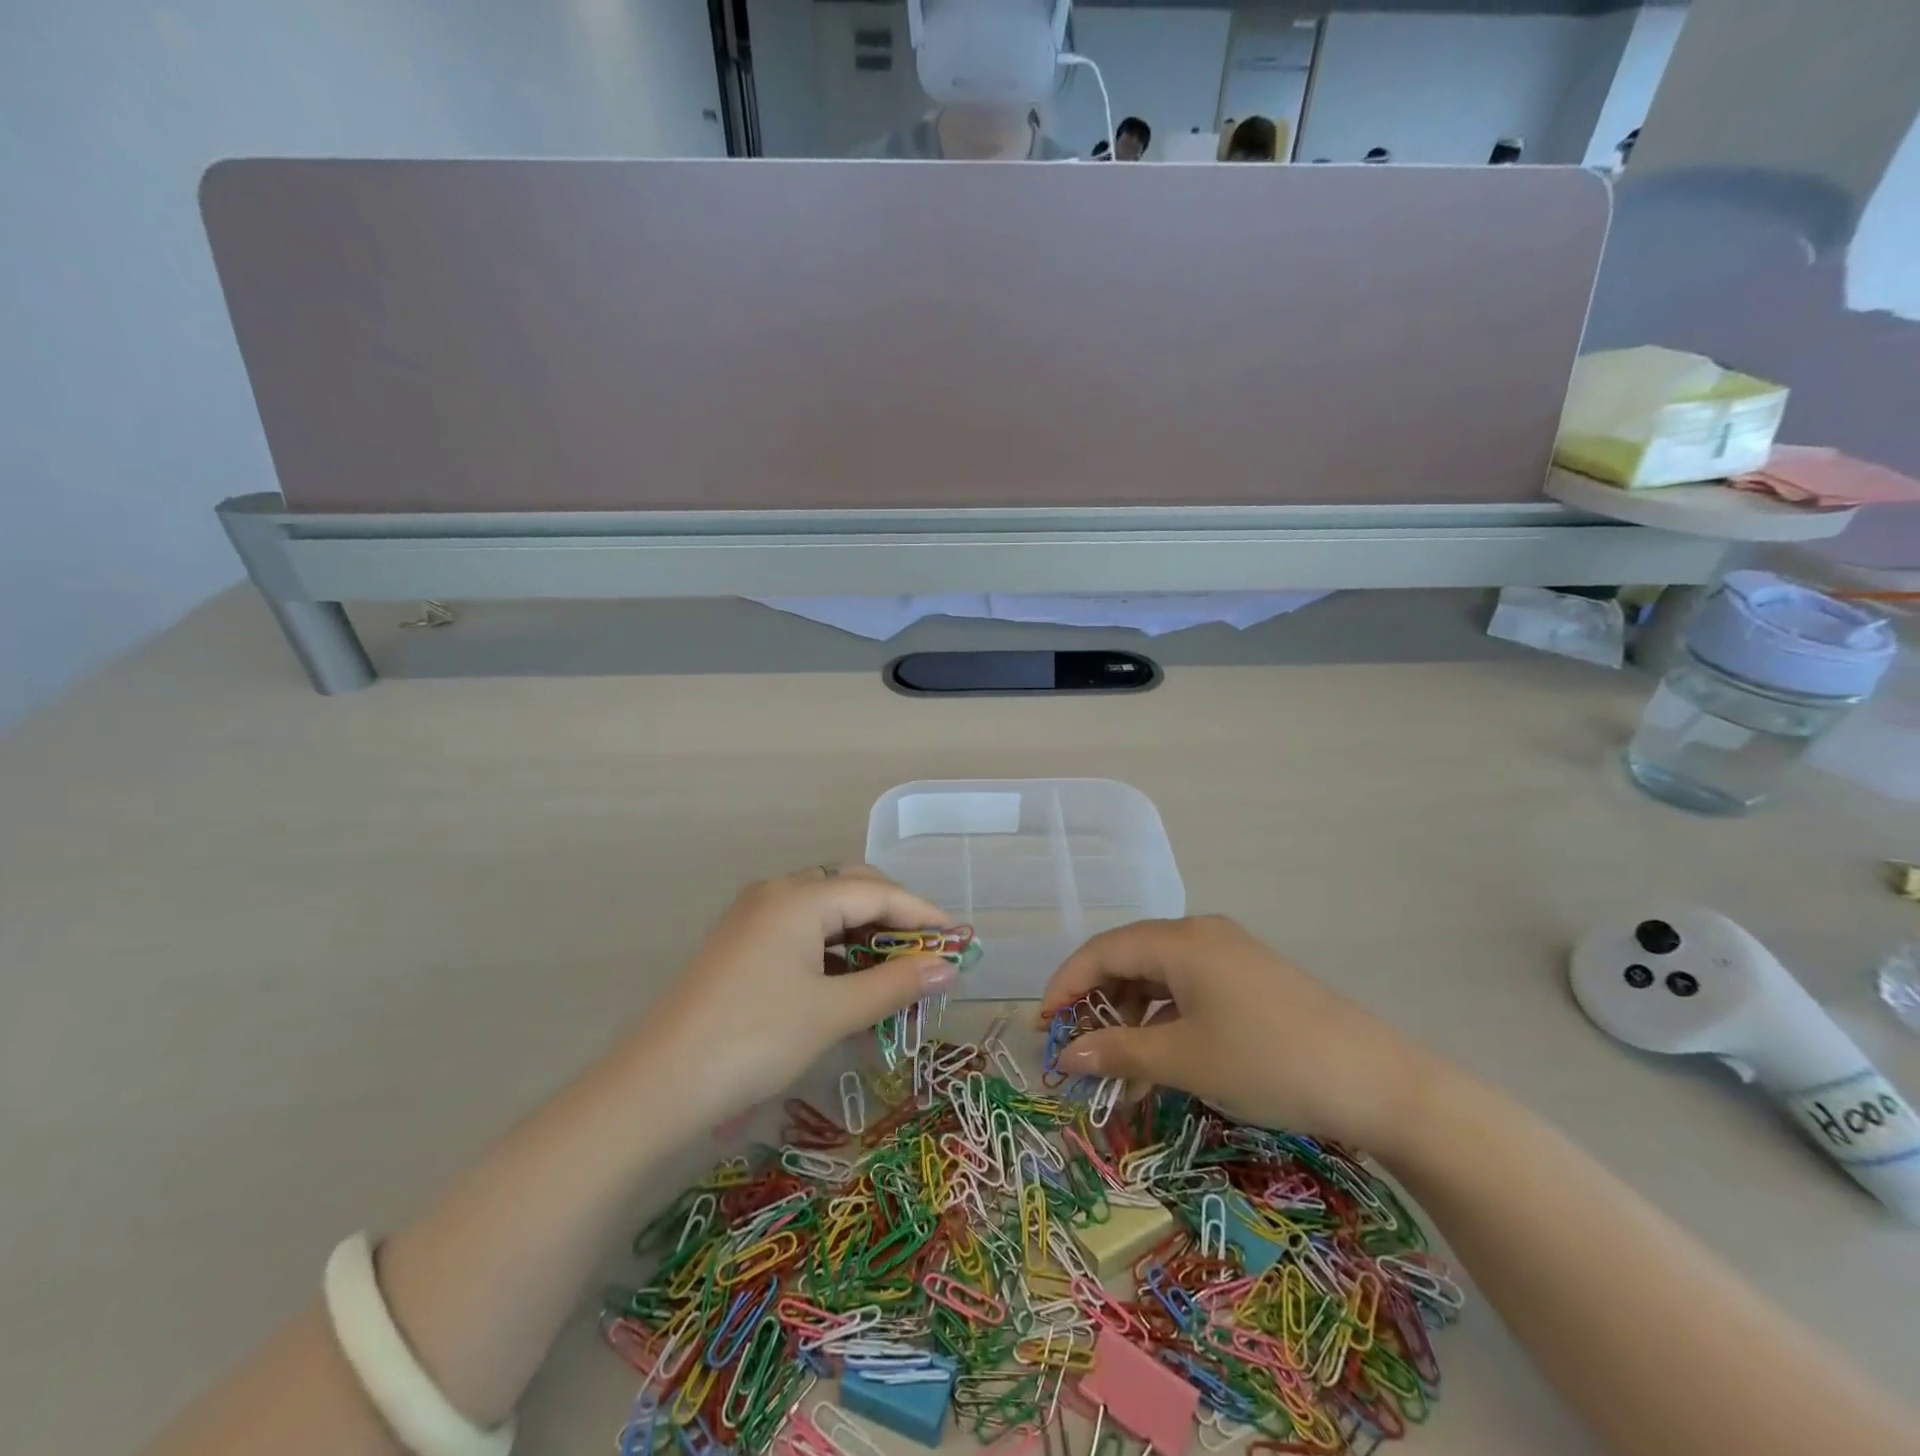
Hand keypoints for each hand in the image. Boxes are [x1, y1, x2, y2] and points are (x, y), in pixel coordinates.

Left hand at [639, 866, 955, 1122]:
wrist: (657, 1084)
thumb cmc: (754, 1039)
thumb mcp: (832, 1012)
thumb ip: (894, 984)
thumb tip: (948, 967)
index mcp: (800, 897)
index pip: (878, 892)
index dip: (924, 914)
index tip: (961, 939)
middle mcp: (776, 892)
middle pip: (851, 889)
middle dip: (895, 916)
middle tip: (929, 952)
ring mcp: (754, 916)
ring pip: (826, 909)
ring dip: (865, 933)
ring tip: (897, 968)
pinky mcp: (742, 943)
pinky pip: (802, 929)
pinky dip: (835, 948)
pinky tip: (850, 977)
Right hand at [1039, 915, 1441, 1151]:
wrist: (1379, 1082)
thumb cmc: (1268, 1061)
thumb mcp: (1185, 1060)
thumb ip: (1119, 1052)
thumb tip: (1067, 1056)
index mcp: (1180, 940)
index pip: (1102, 951)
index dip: (1065, 985)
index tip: (1042, 1027)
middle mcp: (1201, 934)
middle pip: (1128, 958)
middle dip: (1096, 1001)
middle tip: (1075, 1046)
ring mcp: (1230, 954)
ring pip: (1159, 975)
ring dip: (1131, 1014)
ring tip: (1119, 1061)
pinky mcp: (1250, 979)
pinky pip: (1189, 988)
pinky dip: (1165, 1018)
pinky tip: (1163, 1053)